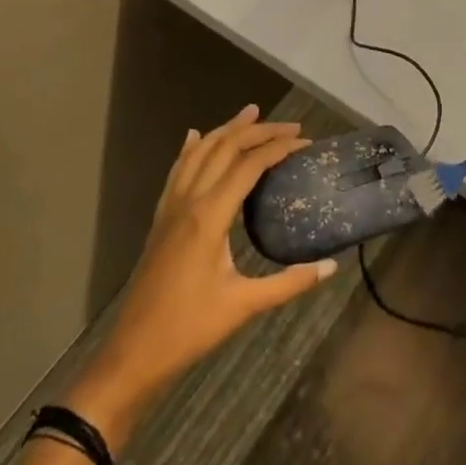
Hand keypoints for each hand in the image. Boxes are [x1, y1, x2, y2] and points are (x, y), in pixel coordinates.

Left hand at [71, 105, 337, 443]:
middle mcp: (189, 200)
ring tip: (250, 113)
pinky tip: (194, 136)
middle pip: (224, 148)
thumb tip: (331, 267)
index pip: (249, 165)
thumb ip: (289, 283)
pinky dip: (191, 148)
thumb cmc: (190, 329)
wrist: (134, 351)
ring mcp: (171, 206)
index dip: (279, 148)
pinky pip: (177, 170)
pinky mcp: (161, 218)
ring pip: (199, 152)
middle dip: (258, 130)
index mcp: (210, 215)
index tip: (306, 142)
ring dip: (226, 130)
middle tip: (290, 126)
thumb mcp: (244, 305)